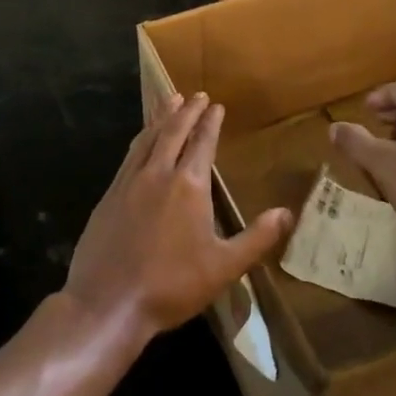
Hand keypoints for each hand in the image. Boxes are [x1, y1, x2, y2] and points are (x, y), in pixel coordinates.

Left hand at [63, 93, 293, 349]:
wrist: (107, 302)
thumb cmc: (171, 285)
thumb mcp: (223, 267)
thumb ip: (256, 238)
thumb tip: (287, 213)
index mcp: (189, 186)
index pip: (203, 143)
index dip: (211, 123)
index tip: (216, 105)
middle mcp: (158, 174)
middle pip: (174, 132)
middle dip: (187, 111)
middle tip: (196, 94)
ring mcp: (129, 182)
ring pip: (148, 138)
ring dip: (161, 117)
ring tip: (169, 100)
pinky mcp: (109, 194)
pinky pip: (129, 155)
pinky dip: (140, 138)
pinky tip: (141, 138)